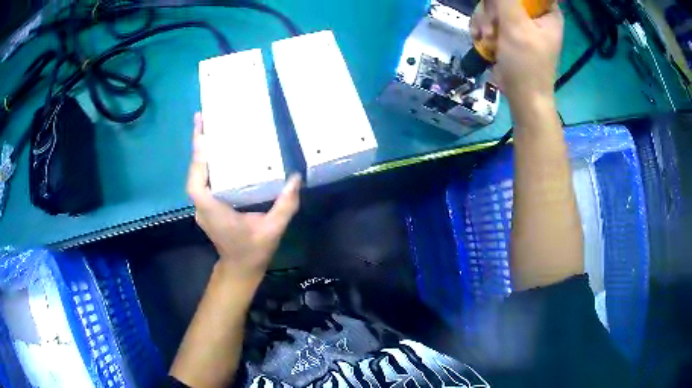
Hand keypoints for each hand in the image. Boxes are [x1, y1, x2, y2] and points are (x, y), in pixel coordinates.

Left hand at [186, 112, 300, 281]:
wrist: (240, 268)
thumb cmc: (254, 251)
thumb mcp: (273, 229)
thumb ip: (285, 205)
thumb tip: (295, 178)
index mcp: (215, 212)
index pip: (197, 185)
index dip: (198, 161)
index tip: (202, 135)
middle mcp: (203, 207)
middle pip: (194, 174)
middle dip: (196, 146)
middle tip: (202, 118)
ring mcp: (202, 207)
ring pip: (195, 175)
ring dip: (198, 152)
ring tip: (206, 127)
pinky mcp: (206, 205)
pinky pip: (201, 180)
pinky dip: (203, 163)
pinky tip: (213, 150)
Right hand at [470, 0, 563, 102]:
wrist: (522, 97)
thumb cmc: (527, 63)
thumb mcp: (516, 25)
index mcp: (547, 12)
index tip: (501, 5)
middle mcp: (535, 15)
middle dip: (493, 10)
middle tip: (492, 26)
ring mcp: (520, 23)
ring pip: (494, 6)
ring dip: (485, 20)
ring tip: (486, 37)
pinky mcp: (507, 32)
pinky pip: (489, 18)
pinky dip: (482, 27)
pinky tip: (481, 39)